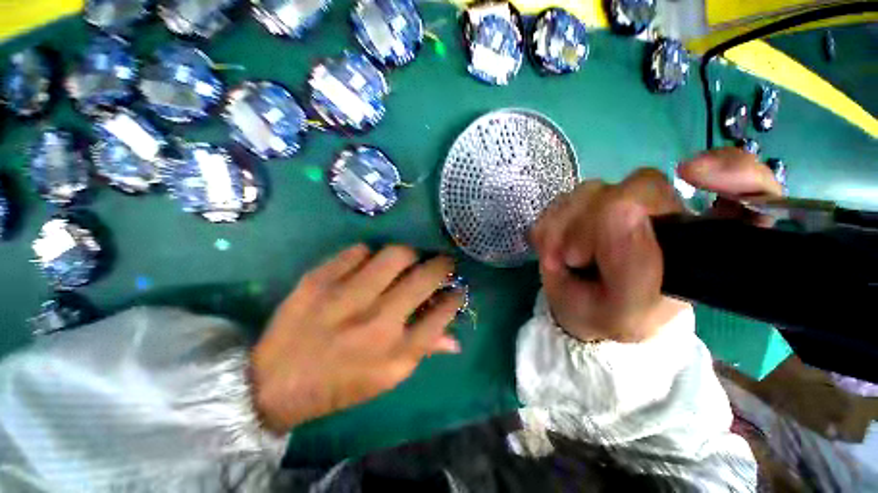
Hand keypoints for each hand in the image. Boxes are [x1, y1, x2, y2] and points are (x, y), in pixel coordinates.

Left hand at [251, 245, 463, 433]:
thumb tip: (455, 338)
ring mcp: (347, 297)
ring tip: (408, 259)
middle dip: (442, 265)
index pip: (441, 315)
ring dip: (409, 254)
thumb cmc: (339, 385)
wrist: (274, 383)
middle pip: (424, 278)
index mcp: (395, 353)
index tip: (457, 288)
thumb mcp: (386, 378)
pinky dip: (371, 253)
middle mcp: (377, 323)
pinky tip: (369, 263)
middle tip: (442, 262)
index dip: (455, 297)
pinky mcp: (319, 279)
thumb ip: (424, 352)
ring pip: (395, 255)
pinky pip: (359, 251)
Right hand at [531, 148, 781, 342]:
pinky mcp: (582, 204)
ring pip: (591, 190)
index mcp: (694, 244)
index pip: (748, 193)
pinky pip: (560, 201)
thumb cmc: (606, 317)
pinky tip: (551, 248)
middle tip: (578, 257)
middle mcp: (662, 213)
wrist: (574, 310)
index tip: (691, 174)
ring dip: (565, 228)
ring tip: (562, 259)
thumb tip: (620, 210)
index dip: (734, 173)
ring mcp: (616, 204)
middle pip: (638, 185)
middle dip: (594, 222)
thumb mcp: (625, 313)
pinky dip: (549, 227)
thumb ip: (634, 270)